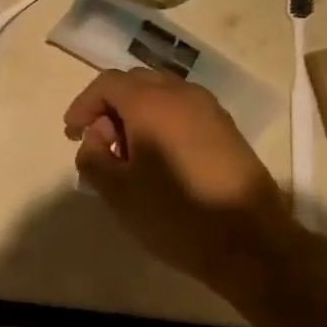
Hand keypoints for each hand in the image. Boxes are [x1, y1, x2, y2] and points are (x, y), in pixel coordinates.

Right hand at [63, 69, 297, 300]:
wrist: (253, 243)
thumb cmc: (177, 216)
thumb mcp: (119, 193)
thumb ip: (93, 158)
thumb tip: (94, 138)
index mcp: (150, 103)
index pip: (107, 84)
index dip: (84, 104)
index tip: (72, 133)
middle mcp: (180, 93)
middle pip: (135, 83)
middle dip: (110, 106)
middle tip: (99, 141)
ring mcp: (208, 108)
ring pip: (161, 94)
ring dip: (137, 112)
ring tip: (129, 152)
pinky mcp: (226, 127)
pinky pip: (183, 109)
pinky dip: (162, 120)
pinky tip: (161, 157)